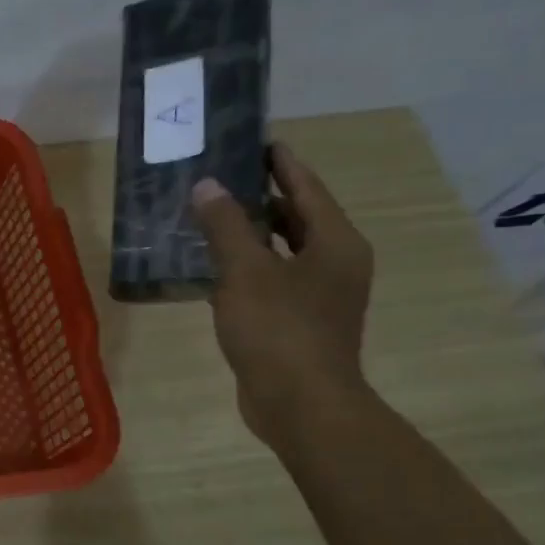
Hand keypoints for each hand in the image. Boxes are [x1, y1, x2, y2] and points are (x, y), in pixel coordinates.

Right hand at [190, 142, 375, 448]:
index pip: (306, 188)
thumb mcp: (245, 271)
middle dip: (260, 196)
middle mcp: (335, 263)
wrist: (300, 405)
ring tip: (210, 215)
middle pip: (297, 217)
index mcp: (335, 243)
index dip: (280, 163)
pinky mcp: (298, 321)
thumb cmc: (279, 330)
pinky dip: (246, 266)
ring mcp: (319, 295)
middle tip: (220, 176)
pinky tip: (212, 265)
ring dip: (250, 233)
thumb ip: (226, 225)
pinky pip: (270, 279)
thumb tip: (208, 186)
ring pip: (282, 250)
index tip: (254, 140)